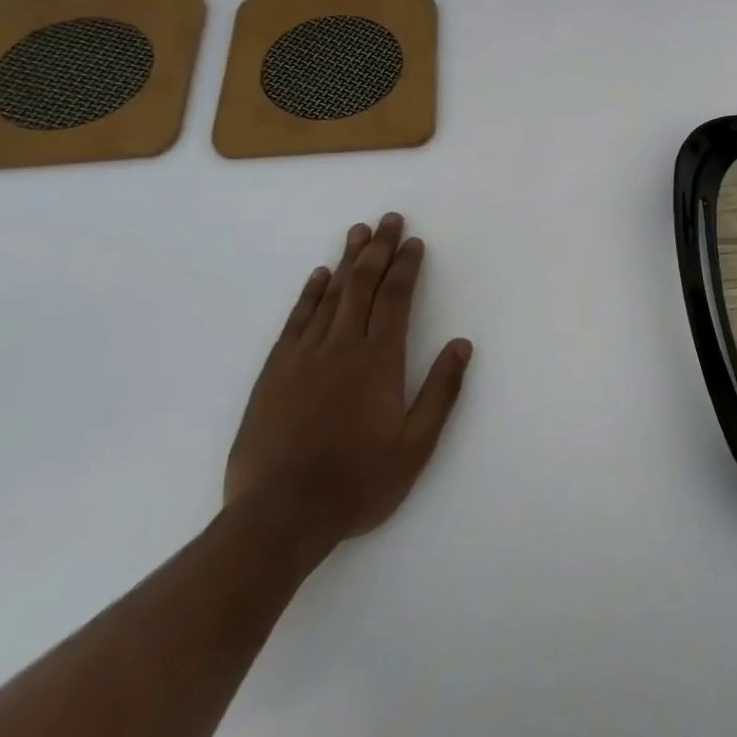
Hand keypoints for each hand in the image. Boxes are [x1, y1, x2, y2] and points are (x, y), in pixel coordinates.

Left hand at [224, 213, 471, 555]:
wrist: (279, 517)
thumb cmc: (357, 482)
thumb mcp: (415, 446)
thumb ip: (441, 392)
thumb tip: (462, 344)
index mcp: (379, 360)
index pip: (396, 298)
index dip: (406, 267)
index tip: (414, 242)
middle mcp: (342, 346)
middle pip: (362, 284)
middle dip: (378, 249)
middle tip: (389, 220)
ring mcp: (304, 356)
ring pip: (330, 295)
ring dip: (347, 261)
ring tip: (358, 232)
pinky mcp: (274, 372)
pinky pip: (296, 320)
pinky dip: (309, 294)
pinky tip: (318, 277)